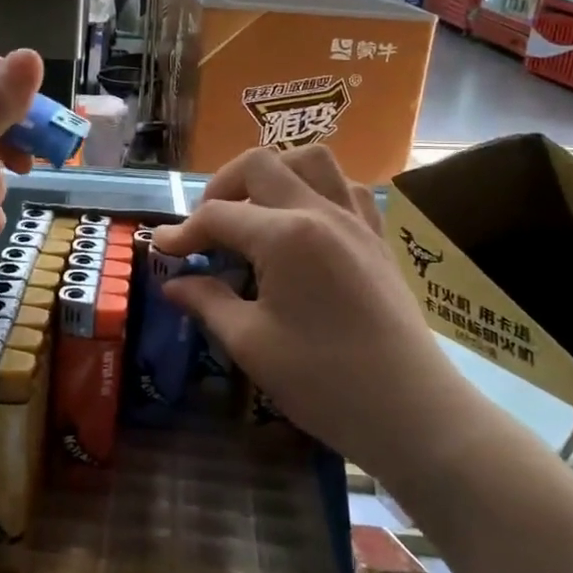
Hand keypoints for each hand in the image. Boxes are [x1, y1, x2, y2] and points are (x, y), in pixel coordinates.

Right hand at [152, 146, 451, 473]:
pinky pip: (345, 187)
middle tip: (206, 228)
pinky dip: (315, 189)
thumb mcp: (251, 343)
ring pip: (310, 160)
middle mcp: (320, 211)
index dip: (182, 231)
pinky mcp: (376, 237)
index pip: (218, 215)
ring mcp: (355, 220)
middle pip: (259, 165)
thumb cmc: (324, 381)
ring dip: (273, 173)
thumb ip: (207, 301)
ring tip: (254, 211)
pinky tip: (302, 224)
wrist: (411, 411)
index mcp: (285, 235)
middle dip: (221, 187)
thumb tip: (173, 283)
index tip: (161, 251)